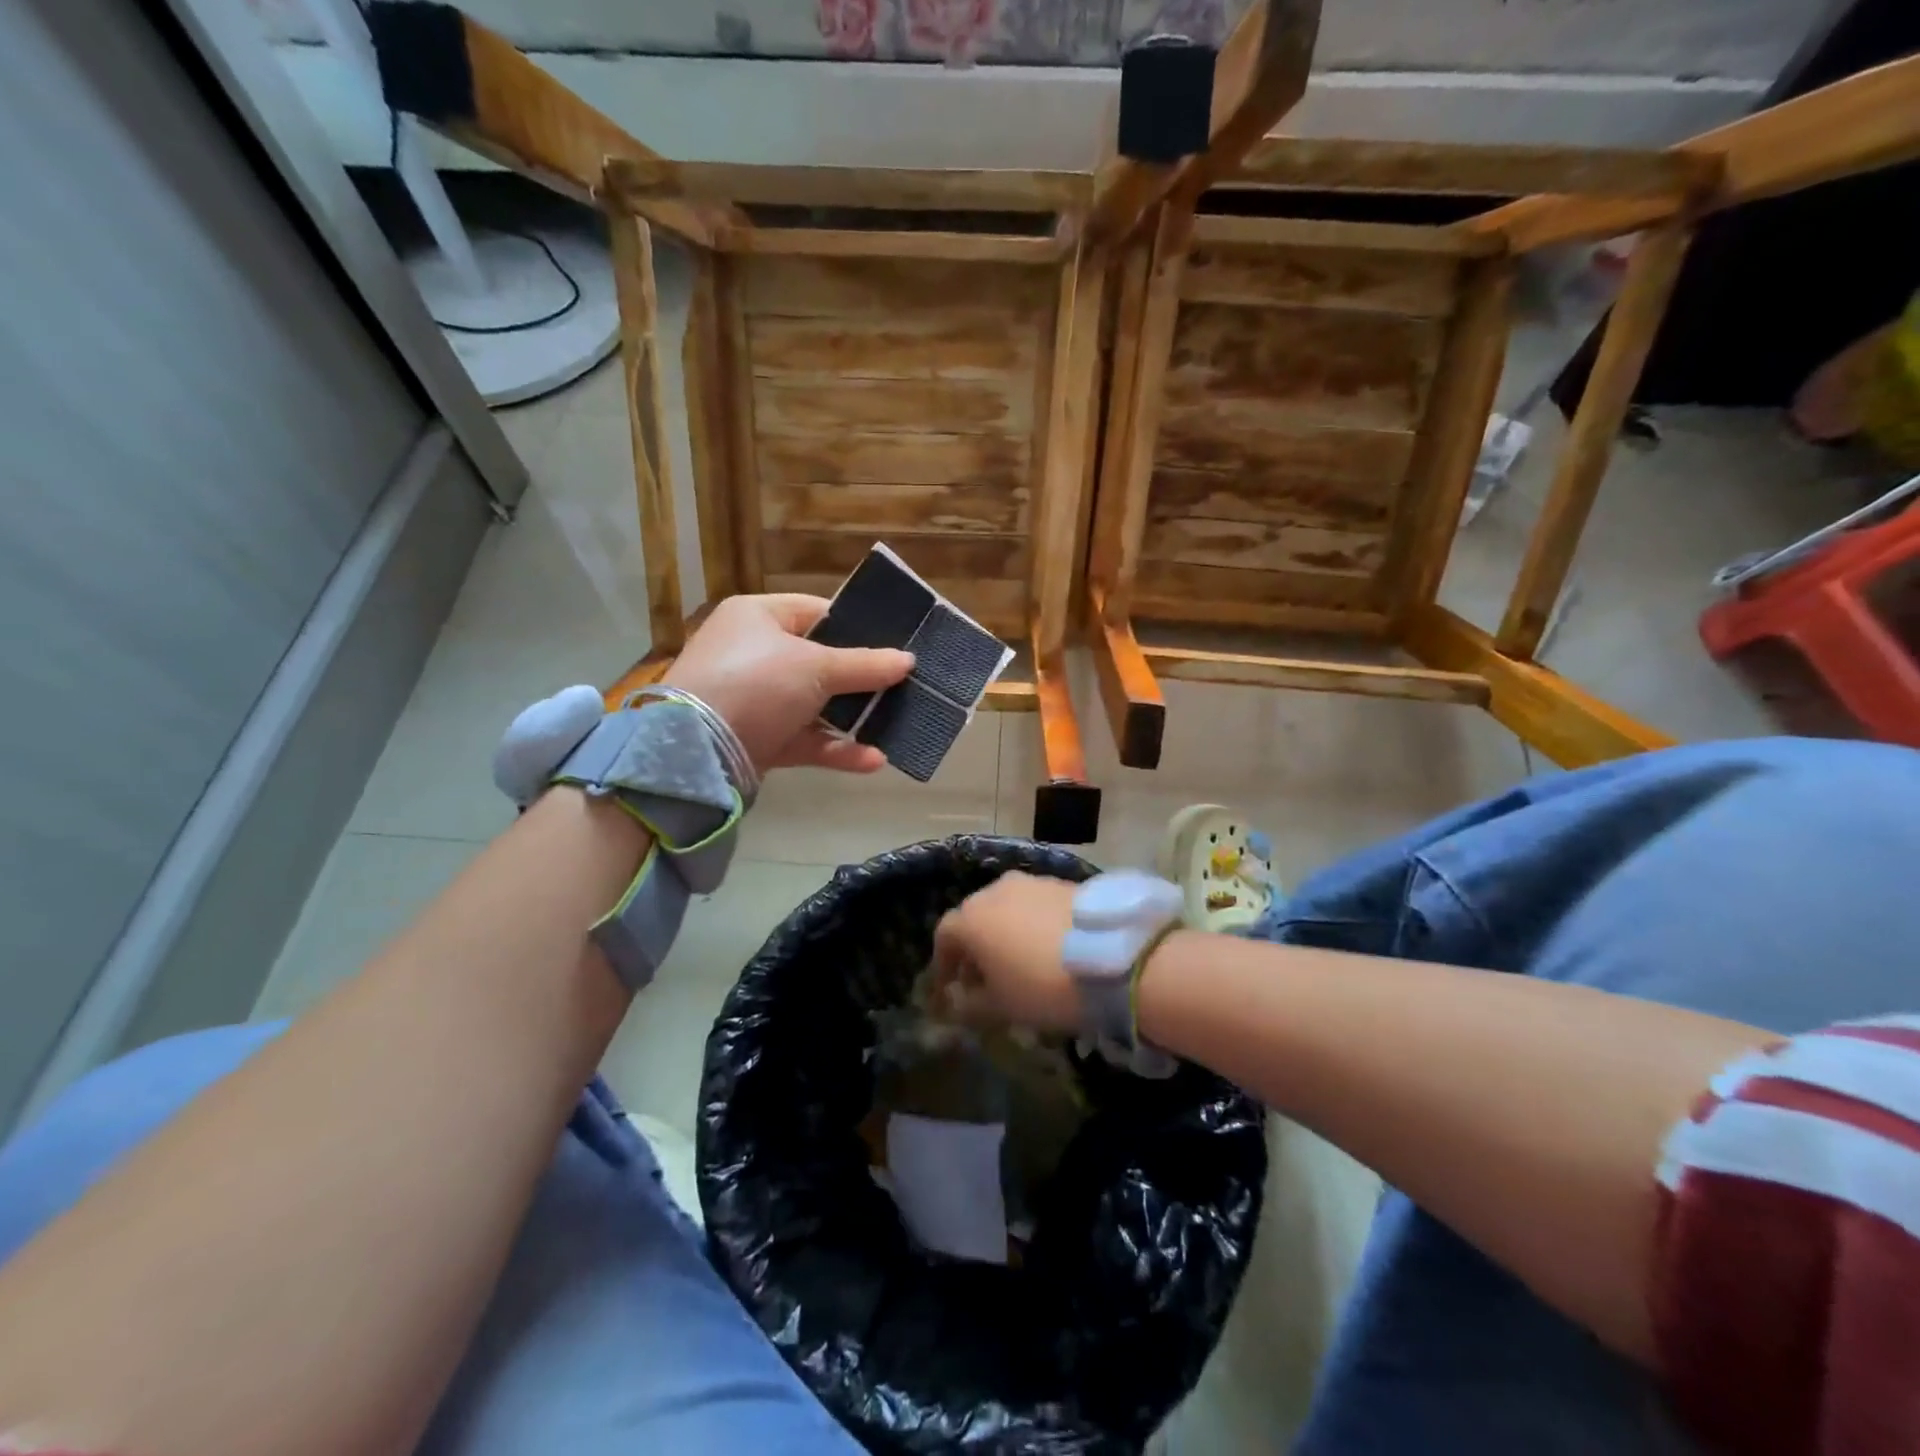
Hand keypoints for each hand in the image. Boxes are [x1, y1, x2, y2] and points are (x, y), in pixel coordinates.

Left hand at [663, 594, 913, 773]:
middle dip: (861, 678)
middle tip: (903, 685)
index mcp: (758, 617)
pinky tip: (873, 760)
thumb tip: (908, 660)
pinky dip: (835, 748)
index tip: (894, 643)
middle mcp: (754, 653)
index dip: (856, 626)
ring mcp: (755, 699)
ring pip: (814, 705)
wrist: (696, 750)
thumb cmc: (756, 684)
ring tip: (895, 725)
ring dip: (853, 718)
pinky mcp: (758, 739)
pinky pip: (804, 739)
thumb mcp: (815, 667)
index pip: (816, 612)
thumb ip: (865, 665)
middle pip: (819, 662)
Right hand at [930, 873, 1081, 1033]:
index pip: (944, 936)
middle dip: (975, 946)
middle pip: (975, 917)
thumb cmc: (1042, 986)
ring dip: (1006, 931)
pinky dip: (1034, 923)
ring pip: (1007, 907)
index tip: (950, 987)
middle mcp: (995, 890)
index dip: (944, 963)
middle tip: (986, 976)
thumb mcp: (1000, 1007)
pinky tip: (1050, 947)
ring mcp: (1031, 882)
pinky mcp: (1063, 883)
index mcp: (971, 918)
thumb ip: (970, 1004)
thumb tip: (959, 999)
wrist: (1112, 958)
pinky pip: (1036, 904)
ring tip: (1021, 960)